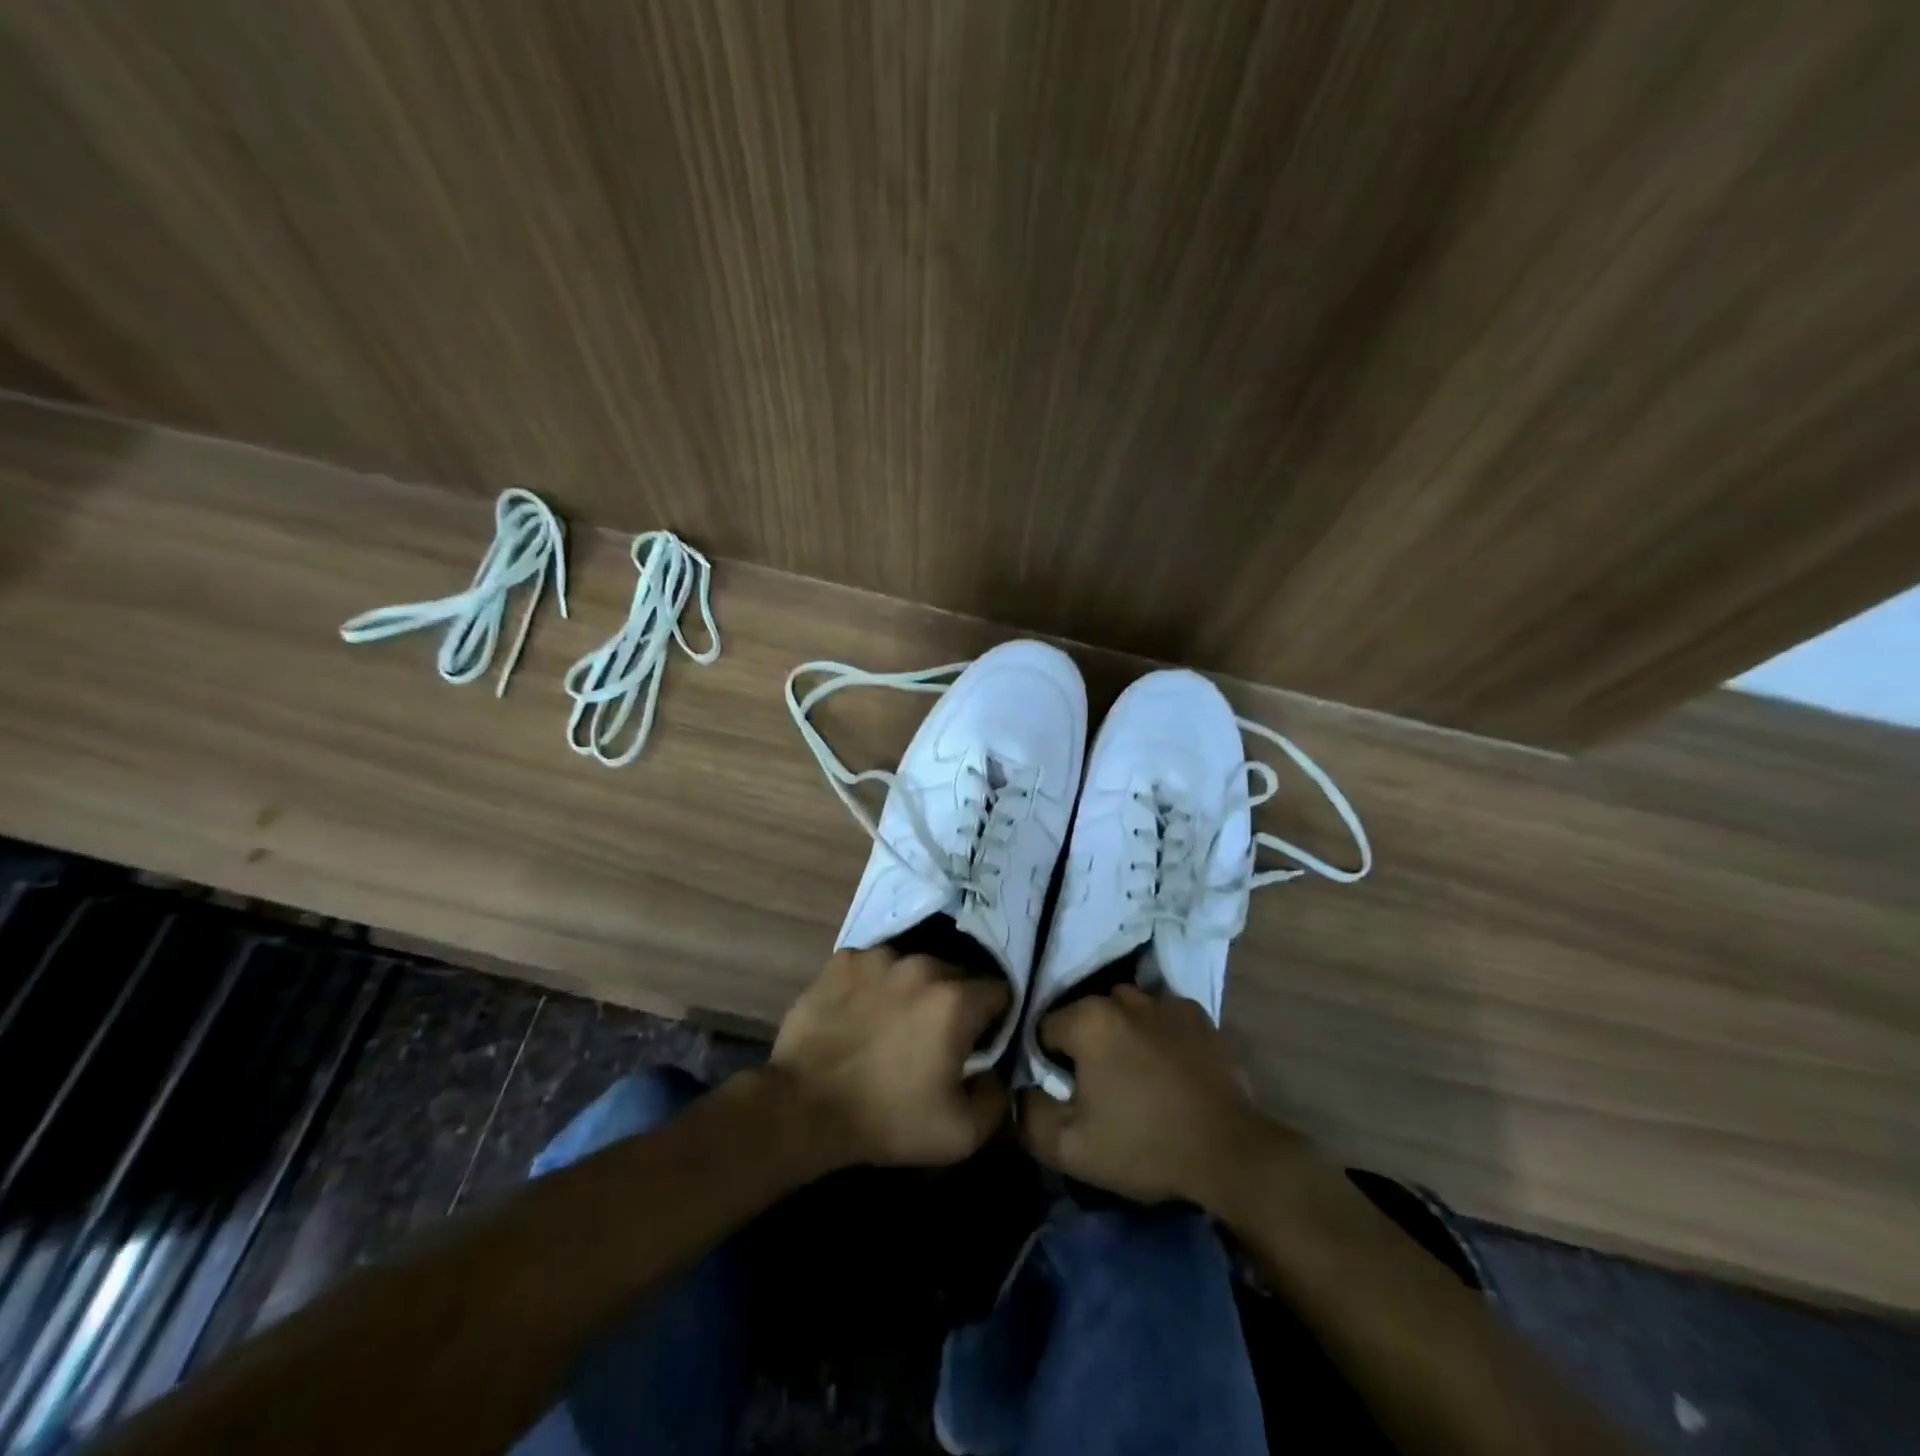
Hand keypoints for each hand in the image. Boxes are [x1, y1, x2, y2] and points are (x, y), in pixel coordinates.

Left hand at [771, 946, 1010, 1167]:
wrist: (804, 1108)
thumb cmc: (887, 1119)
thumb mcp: (961, 1134)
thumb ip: (997, 1098)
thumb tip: (996, 1073)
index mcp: (956, 999)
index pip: (999, 991)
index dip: (994, 1019)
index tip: (977, 1044)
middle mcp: (923, 965)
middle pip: (957, 974)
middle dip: (955, 1002)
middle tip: (935, 1037)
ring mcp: (880, 957)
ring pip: (914, 966)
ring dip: (915, 989)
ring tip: (895, 1022)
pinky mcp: (844, 959)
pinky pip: (875, 966)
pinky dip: (876, 984)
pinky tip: (863, 1013)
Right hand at [1021, 986, 1286, 1207]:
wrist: (1230, 1154)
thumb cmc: (1144, 1146)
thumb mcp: (1070, 1148)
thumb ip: (1028, 1114)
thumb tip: (1020, 1091)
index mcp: (1089, 1019)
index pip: (1046, 1030)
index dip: (1050, 1065)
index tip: (1070, 1096)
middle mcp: (1124, 997)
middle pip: (1085, 1016)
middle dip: (1086, 1046)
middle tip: (1101, 1090)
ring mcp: (1165, 1001)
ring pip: (1124, 1012)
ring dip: (1121, 1035)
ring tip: (1136, 1077)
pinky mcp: (1198, 1015)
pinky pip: (1159, 1016)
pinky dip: (1156, 1034)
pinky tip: (1167, 1069)